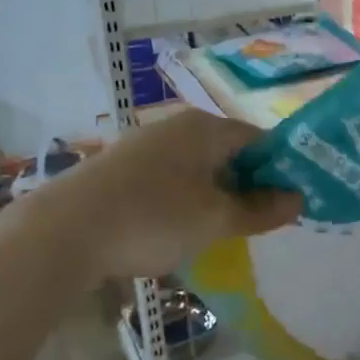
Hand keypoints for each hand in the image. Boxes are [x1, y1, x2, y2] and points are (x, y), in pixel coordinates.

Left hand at [41, 110, 301, 277]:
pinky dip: (183, 199)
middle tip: (258, 222)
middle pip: (228, 152)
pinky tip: (176, 229)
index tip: (290, 203)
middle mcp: (176, 126)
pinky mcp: (119, 168)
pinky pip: (169, 179)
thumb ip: (260, 210)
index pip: (260, 139)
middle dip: (247, 185)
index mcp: (205, 128)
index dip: (280, 170)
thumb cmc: (152, 218)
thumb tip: (298, 200)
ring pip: (197, 167)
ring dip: (215, 195)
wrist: (61, 233)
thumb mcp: (215, 219)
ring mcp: (144, 145)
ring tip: (219, 231)